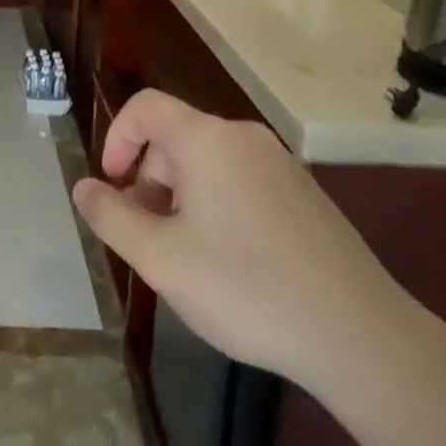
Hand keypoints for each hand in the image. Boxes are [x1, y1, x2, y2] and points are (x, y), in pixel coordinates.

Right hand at [72, 90, 420, 389]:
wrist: (362, 338)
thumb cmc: (246, 288)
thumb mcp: (160, 259)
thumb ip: (112, 217)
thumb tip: (82, 187)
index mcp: (206, 139)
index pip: (145, 107)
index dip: (116, 138)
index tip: (112, 186)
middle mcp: (243, 138)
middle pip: (176, 138)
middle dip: (148, 178)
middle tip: (146, 236)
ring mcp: (281, 165)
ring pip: (209, 163)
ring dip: (181, 197)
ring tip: (186, 256)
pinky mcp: (306, 196)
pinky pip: (242, 182)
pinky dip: (217, 206)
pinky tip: (231, 264)